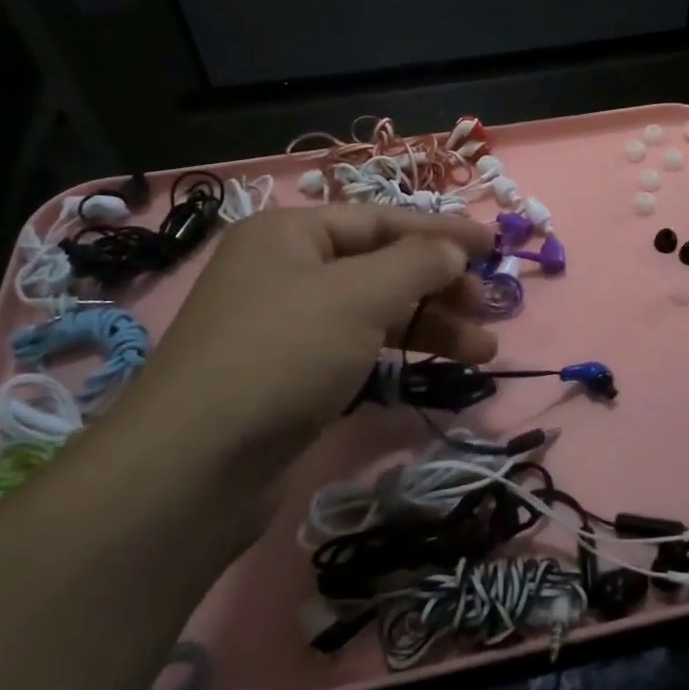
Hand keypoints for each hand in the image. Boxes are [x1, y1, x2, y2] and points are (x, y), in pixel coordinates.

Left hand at [128, 205, 498, 465]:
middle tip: (487, 307)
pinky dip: (397, 353)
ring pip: (373, 311)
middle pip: (380, 265)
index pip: (382, 220)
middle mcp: (285, 270)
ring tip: (484, 350)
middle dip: (439, 285)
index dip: (443, 232)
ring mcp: (284, 325)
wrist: (193, 469)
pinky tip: (433, 367)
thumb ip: (416, 263)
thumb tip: (453, 250)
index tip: (495, 246)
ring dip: (429, 325)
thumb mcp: (359, 295)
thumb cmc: (282, 355)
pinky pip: (356, 347)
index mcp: (292, 233)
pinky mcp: (288, 375)